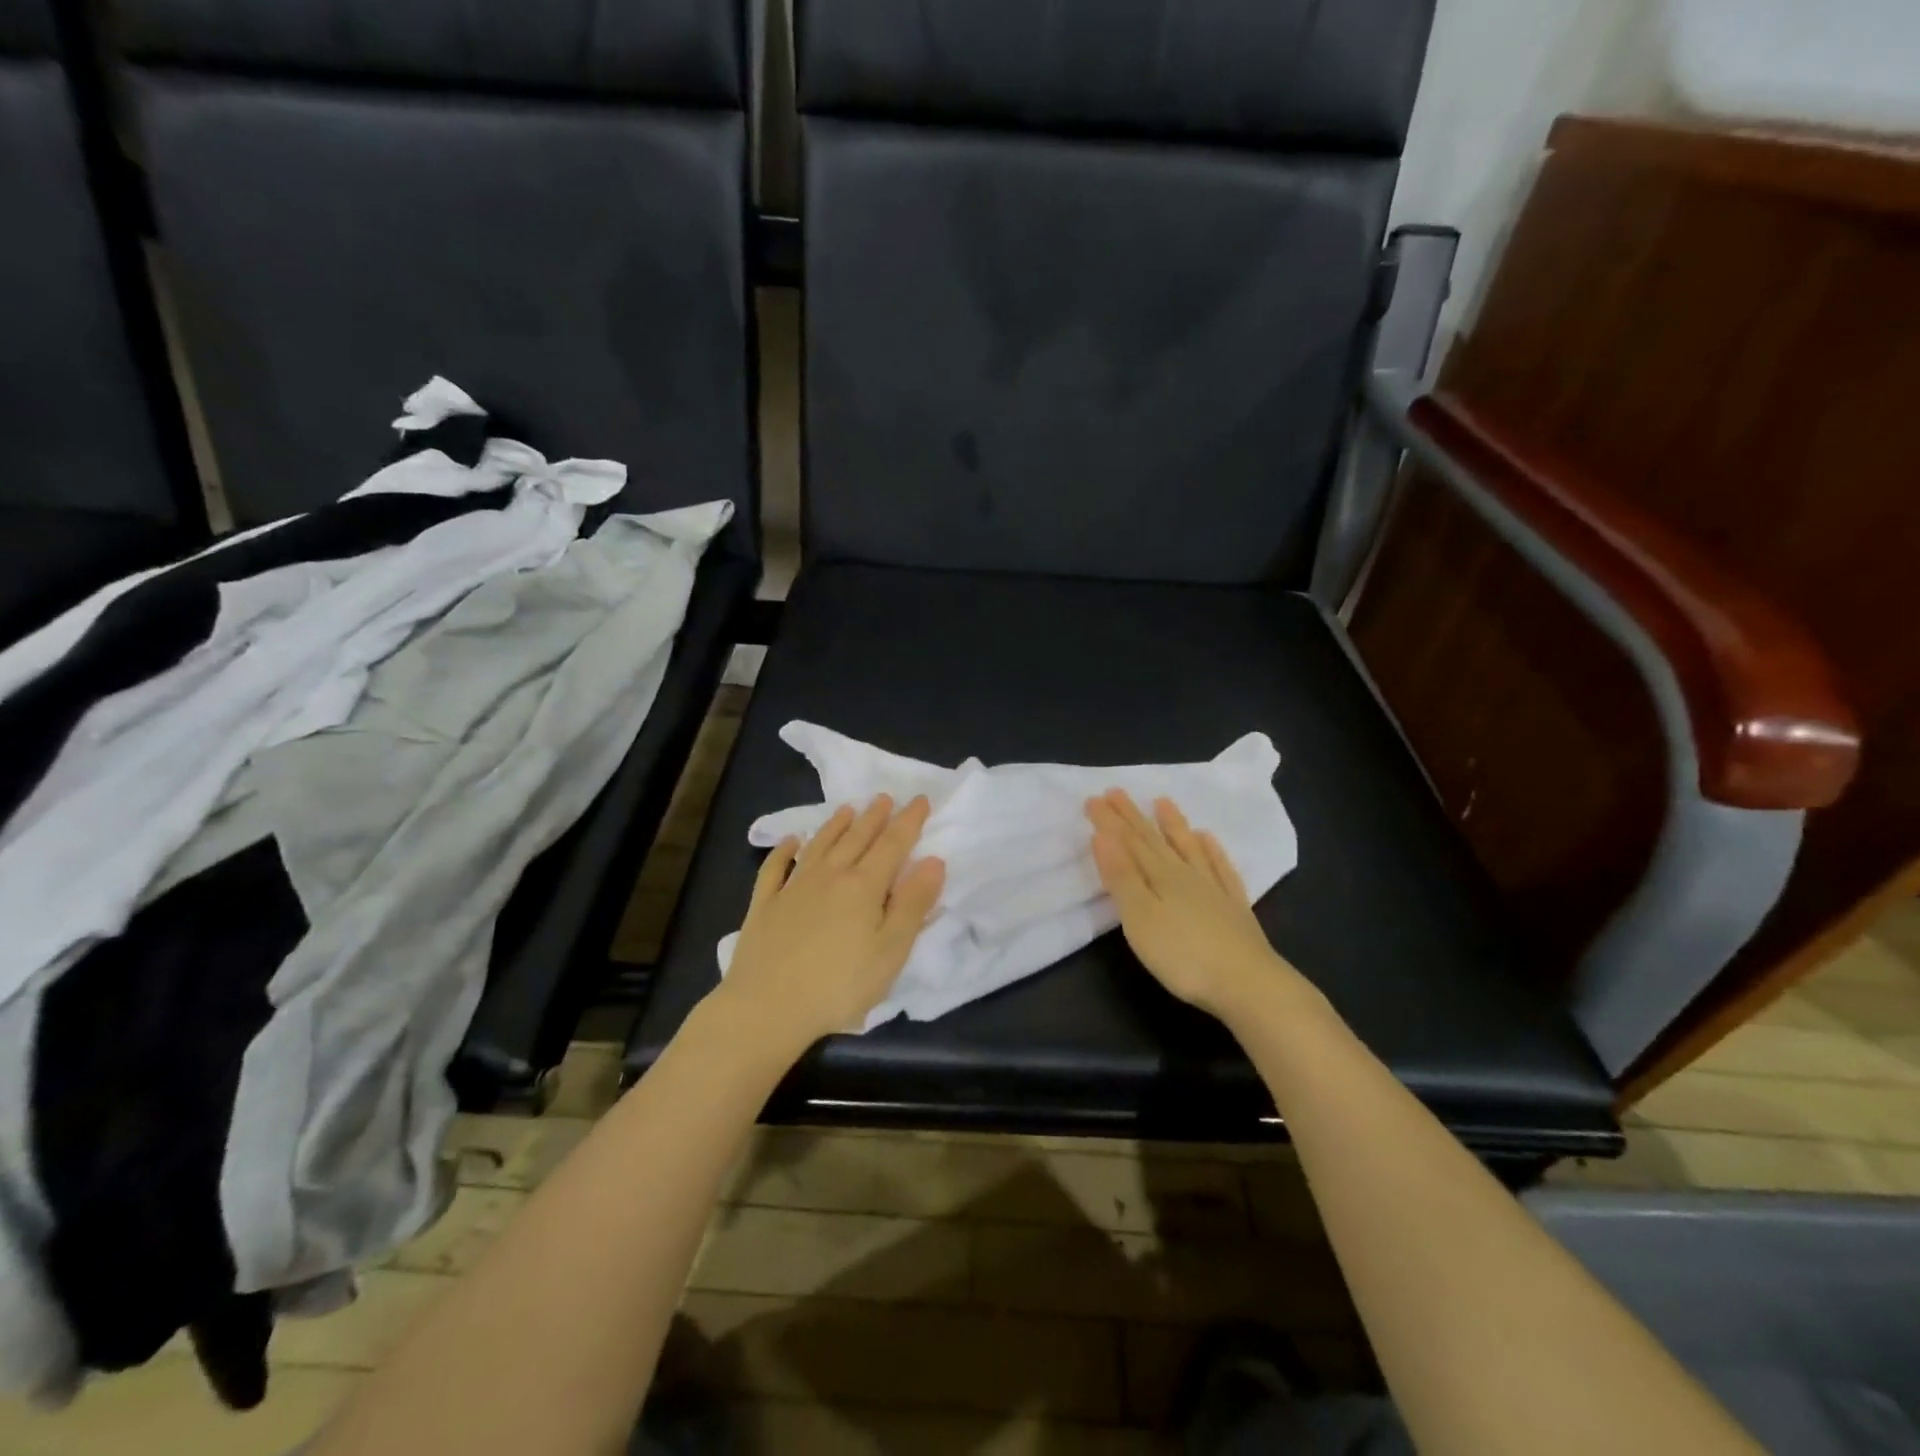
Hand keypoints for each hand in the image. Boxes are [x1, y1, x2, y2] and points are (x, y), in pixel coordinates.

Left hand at [715, 794, 945, 1052]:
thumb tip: (933, 861)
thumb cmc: (839, 985)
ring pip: (819, 846)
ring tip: (847, 809)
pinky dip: (783, 850)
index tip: (920, 800)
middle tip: (884, 797)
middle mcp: (829, 876)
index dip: (909, 821)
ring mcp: (792, 888)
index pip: (892, 844)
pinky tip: (789, 842)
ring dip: (835, 825)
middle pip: (856, 838)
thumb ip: (913, 904)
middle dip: (874, 816)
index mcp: (863, 886)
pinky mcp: (764, 905)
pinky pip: (775, 868)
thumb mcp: (891, 951)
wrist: (767, 1007)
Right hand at [1086, 789, 1298, 1020]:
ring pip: (1189, 848)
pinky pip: (1221, 868)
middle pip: (1154, 840)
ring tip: (1162, 802)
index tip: (1093, 798)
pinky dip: (1212, 851)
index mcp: (1160, 877)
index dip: (1109, 821)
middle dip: (1132, 816)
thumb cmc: (1184, 956)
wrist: (1249, 984)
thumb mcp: (1140, 918)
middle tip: (1116, 792)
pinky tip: (1209, 839)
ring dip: (1173, 824)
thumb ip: (1121, 877)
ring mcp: (1214, 889)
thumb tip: (1102, 835)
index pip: (1129, 842)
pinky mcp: (1234, 908)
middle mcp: (1186, 875)